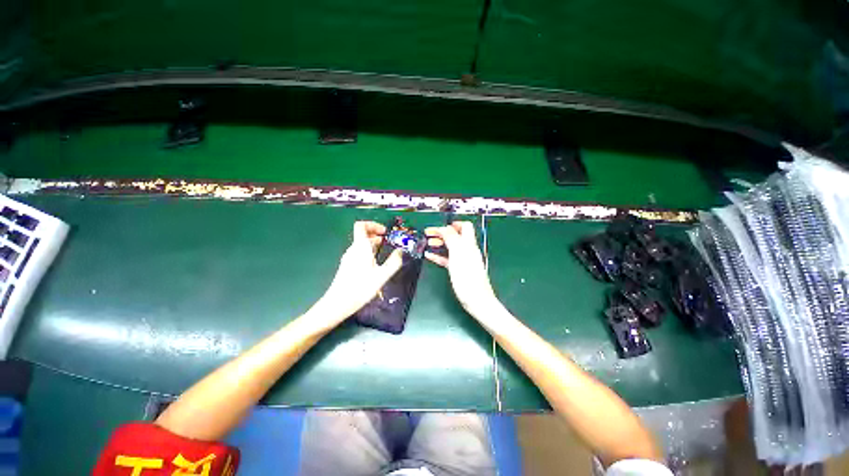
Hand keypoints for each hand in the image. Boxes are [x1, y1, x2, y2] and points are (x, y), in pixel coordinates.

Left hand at [312, 221, 402, 324]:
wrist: (338, 303)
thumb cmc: (361, 288)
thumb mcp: (382, 275)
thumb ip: (394, 262)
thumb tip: (401, 251)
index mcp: (360, 247)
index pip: (361, 225)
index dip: (373, 224)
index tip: (384, 232)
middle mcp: (353, 249)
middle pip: (362, 234)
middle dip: (376, 235)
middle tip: (388, 242)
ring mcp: (349, 258)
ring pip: (361, 245)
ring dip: (373, 244)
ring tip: (384, 252)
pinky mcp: (347, 266)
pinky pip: (359, 253)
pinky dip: (369, 253)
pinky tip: (375, 264)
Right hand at [425, 221, 500, 316]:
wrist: (477, 300)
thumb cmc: (468, 278)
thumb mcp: (458, 254)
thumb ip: (451, 238)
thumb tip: (444, 228)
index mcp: (469, 244)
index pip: (464, 226)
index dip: (452, 224)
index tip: (437, 226)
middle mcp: (467, 250)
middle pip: (455, 236)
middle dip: (442, 232)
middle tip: (429, 234)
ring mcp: (463, 260)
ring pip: (450, 247)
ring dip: (439, 243)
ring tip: (428, 243)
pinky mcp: (459, 270)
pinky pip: (447, 259)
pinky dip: (438, 255)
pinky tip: (430, 256)